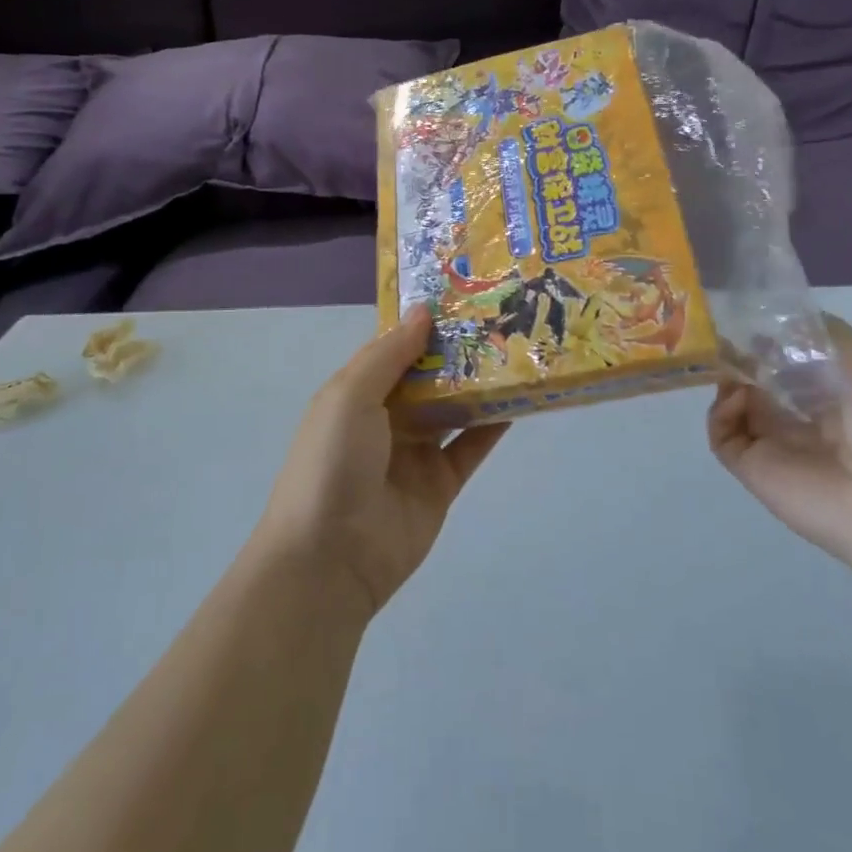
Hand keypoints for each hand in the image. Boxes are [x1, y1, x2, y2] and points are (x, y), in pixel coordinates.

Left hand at [262, 307, 509, 618]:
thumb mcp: (350, 396)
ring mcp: (414, 452)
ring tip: (517, 349)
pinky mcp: (440, 484)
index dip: (422, 323)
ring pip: (452, 408)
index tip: (460, 294)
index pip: (393, 348)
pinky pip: (469, 447)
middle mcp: (385, 418)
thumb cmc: (333, 462)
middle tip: (500, 317)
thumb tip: (423, 311)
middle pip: (427, 376)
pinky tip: (520, 399)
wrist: (331, 557)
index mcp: (356, 393)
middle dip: (457, 350)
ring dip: (478, 383)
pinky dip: (492, 425)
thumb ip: (390, 354)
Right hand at [707, 316, 851, 576]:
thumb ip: (823, 333)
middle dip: (741, 354)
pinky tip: (735, 398)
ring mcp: (774, 442)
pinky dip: (719, 411)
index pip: (788, 358)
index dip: (768, 336)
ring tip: (730, 363)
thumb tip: (772, 321)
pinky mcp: (752, 467)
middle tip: (727, 334)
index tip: (751, 316)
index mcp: (834, 392)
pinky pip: (722, 433)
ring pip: (734, 402)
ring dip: (728, 378)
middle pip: (757, 377)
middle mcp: (801, 415)